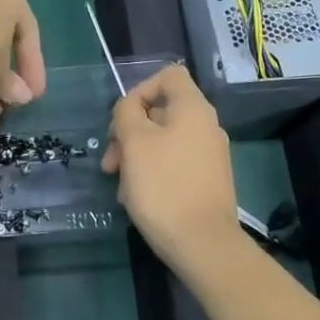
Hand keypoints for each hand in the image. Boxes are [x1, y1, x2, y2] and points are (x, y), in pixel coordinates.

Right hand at [101, 64, 240, 270]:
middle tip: (110, 160)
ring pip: (163, 139)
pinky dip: (152, 171)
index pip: (168, 75)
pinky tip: (137, 196)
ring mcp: (209, 155)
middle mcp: (206, 126)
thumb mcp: (134, 142)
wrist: (203, 244)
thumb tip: (130, 107)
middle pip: (161, 110)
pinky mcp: (207, 180)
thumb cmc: (163, 186)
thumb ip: (127, 113)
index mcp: (193, 109)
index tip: (122, 118)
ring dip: (136, 155)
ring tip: (120, 184)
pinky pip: (174, 162)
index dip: (140, 89)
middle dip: (129, 130)